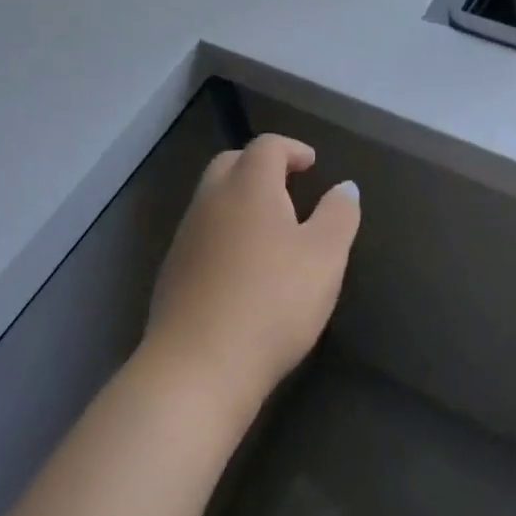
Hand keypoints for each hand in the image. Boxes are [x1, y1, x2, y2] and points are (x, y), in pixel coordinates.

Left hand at [145, 134, 360, 414]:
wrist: (196, 370)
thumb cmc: (272, 302)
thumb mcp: (325, 257)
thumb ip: (339, 215)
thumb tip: (345, 187)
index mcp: (249, 186)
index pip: (267, 146)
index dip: (291, 149)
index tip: (311, 165)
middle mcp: (211, 201)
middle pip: (231, 163)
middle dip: (260, 167)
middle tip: (288, 188)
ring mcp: (185, 238)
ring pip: (212, 199)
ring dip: (240, 201)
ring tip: (270, 230)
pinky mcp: (171, 274)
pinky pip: (202, 235)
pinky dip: (224, 234)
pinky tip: (242, 268)